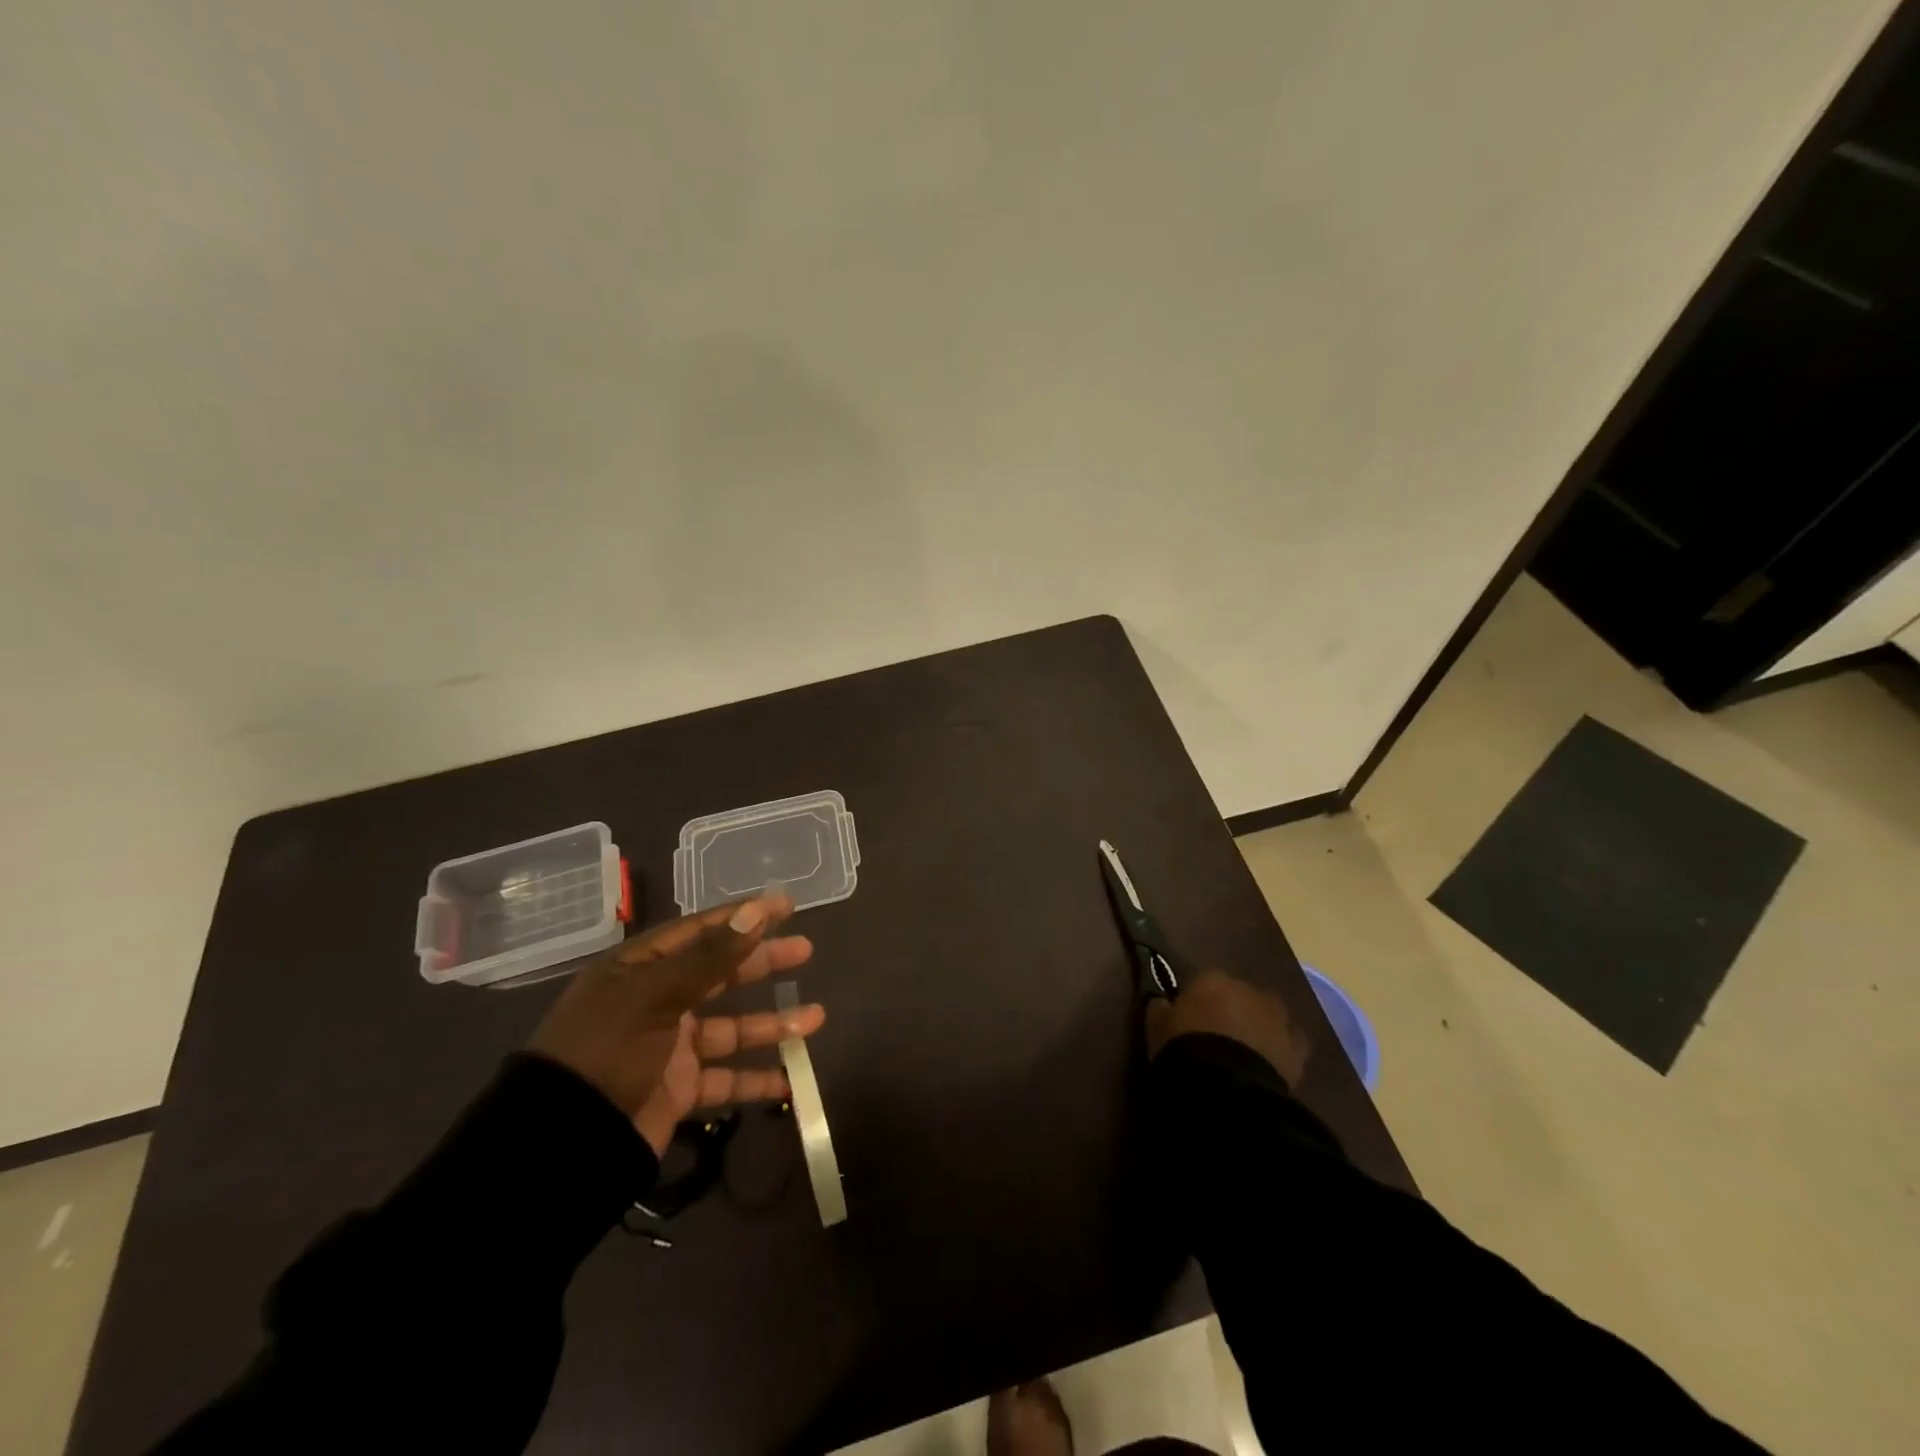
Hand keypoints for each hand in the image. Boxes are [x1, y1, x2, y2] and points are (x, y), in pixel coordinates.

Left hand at [528, 892, 824, 1154]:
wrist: (559, 1147)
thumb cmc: (605, 1052)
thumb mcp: (655, 997)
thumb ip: (711, 958)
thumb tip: (756, 911)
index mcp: (639, 970)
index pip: (699, 931)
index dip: (743, 917)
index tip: (786, 905)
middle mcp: (655, 1002)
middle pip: (720, 974)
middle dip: (762, 963)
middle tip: (805, 951)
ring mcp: (667, 1048)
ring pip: (731, 1029)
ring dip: (772, 1024)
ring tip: (816, 1019)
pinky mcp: (676, 1091)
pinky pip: (724, 1080)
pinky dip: (755, 1081)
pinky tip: (789, 1081)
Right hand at [1144, 968, 1308, 1084]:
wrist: (1226, 1087)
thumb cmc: (1184, 1049)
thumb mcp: (1156, 1027)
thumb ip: (1160, 1009)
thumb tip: (1162, 1003)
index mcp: (1213, 979)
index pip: (1205, 981)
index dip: (1198, 1001)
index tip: (1189, 1020)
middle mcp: (1249, 990)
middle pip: (1240, 996)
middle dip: (1233, 1011)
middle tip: (1218, 1037)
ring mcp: (1278, 1017)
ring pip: (1268, 1016)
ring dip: (1259, 1027)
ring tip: (1245, 1053)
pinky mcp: (1298, 1048)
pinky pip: (1290, 1044)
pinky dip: (1281, 1050)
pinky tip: (1269, 1066)